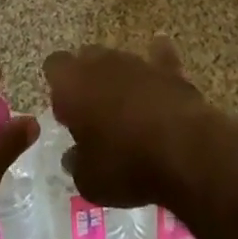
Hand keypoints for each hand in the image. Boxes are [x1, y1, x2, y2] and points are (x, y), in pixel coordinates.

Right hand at [42, 37, 223, 208]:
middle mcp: (101, 62)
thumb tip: (74, 155)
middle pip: (86, 57)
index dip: (58, 87)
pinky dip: (157, 66)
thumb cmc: (125, 165)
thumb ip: (76, 162)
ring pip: (119, 60)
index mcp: (72, 83)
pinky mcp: (168, 68)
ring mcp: (136, 61)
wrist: (183, 150)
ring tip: (127, 110)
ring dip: (119, 78)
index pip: (54, 66)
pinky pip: (159, 58)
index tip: (66, 114)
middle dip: (88, 79)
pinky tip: (160, 78)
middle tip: (94, 113)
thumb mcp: (89, 181)